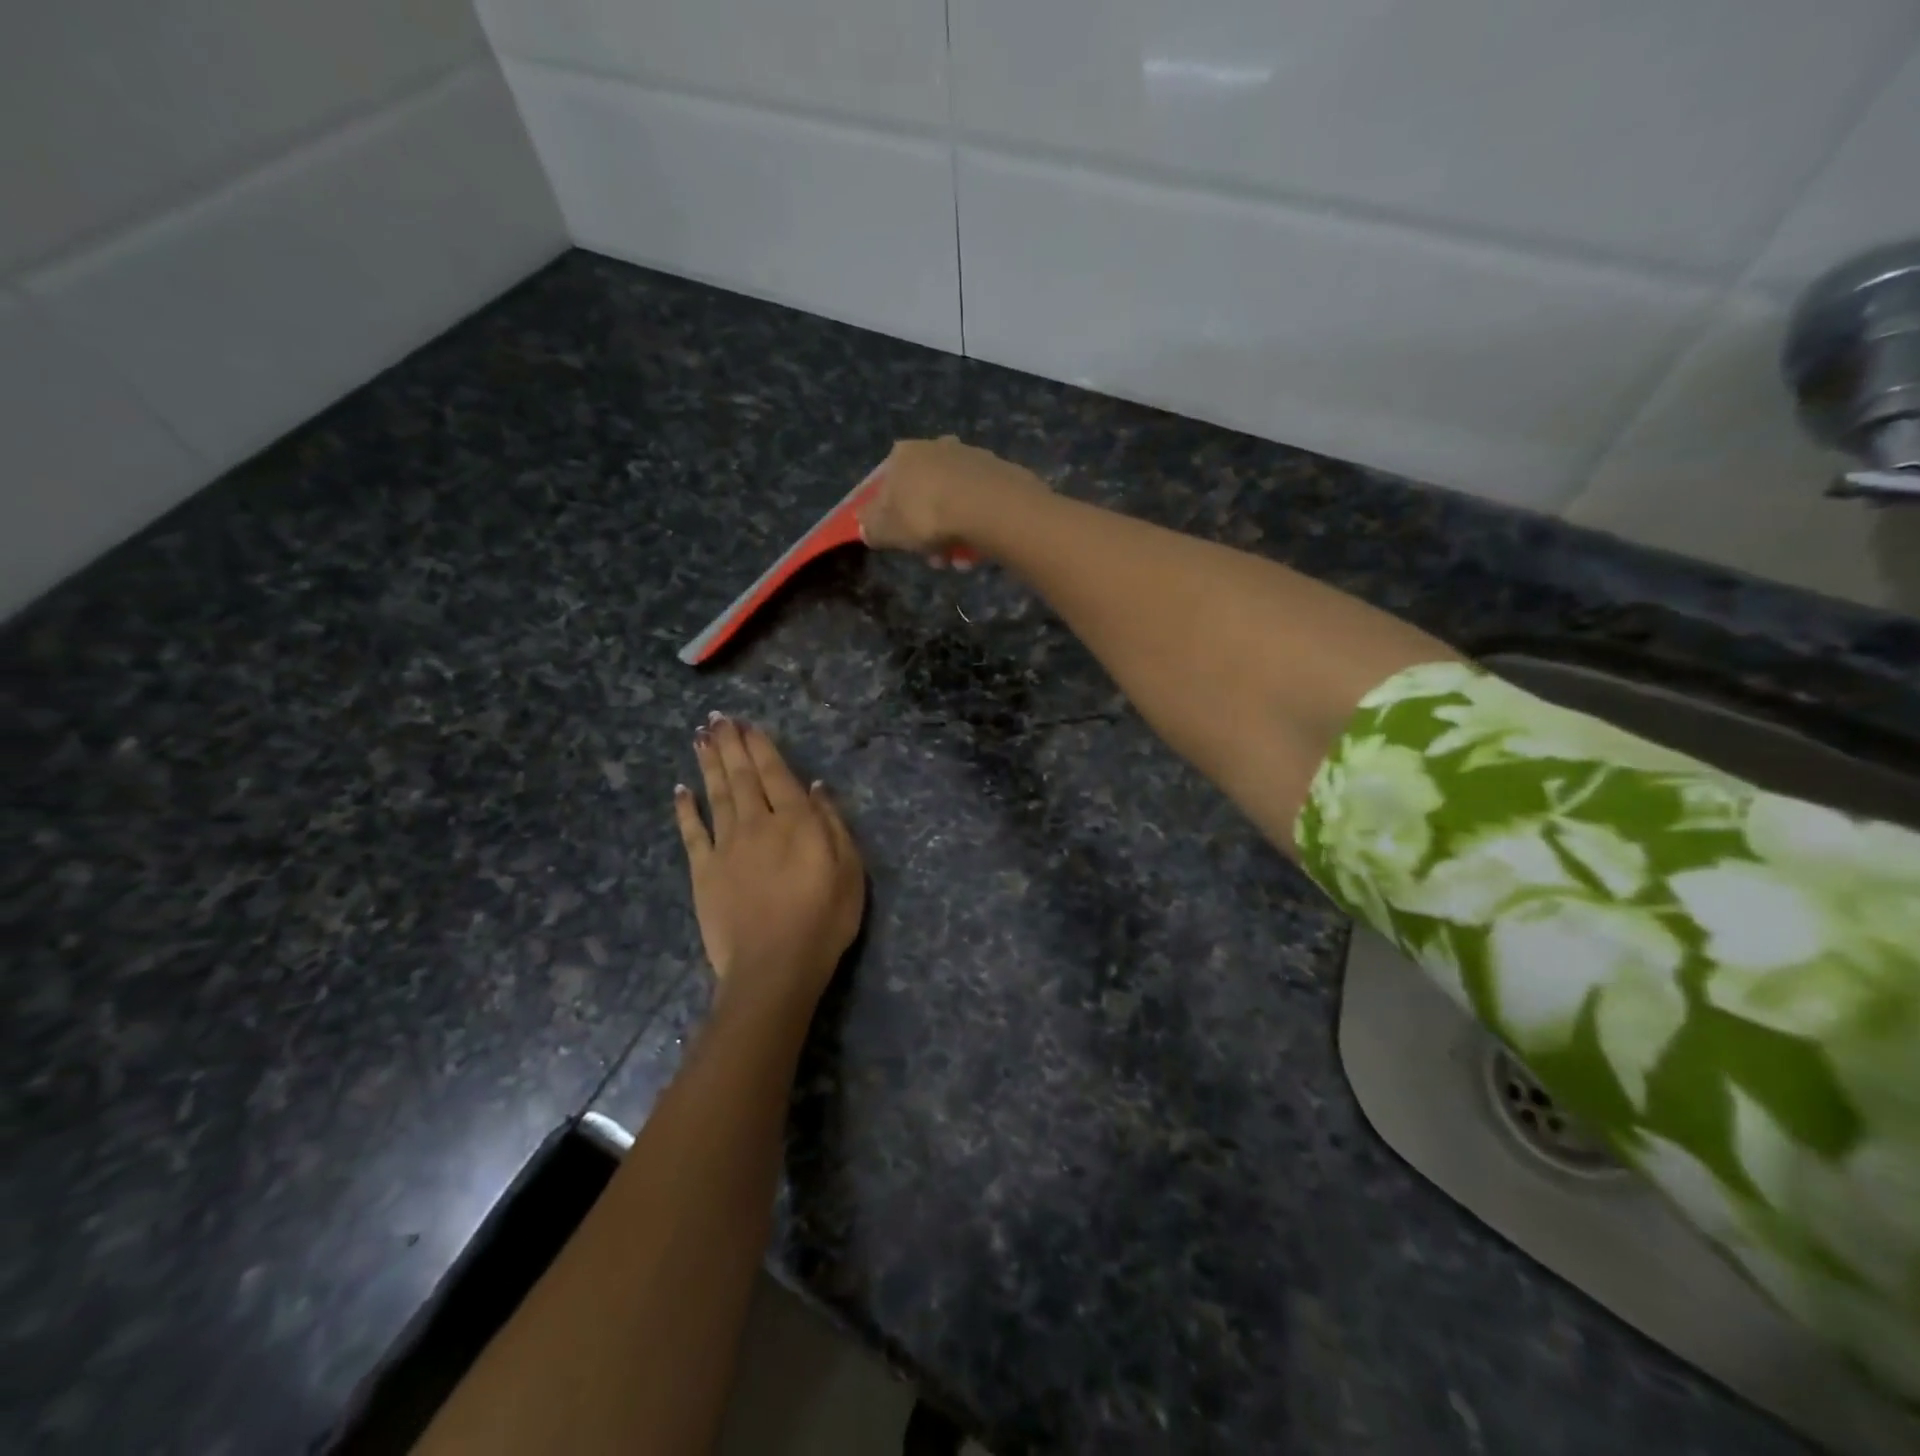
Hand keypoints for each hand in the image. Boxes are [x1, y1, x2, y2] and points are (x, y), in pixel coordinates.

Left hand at [674, 715, 864, 1018]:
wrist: (774, 966)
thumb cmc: (823, 919)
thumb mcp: (848, 870)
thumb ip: (832, 823)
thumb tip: (816, 787)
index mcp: (796, 821)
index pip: (776, 773)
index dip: (761, 746)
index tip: (747, 724)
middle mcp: (758, 823)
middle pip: (742, 776)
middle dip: (730, 744)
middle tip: (717, 718)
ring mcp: (726, 846)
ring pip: (716, 794)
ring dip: (708, 764)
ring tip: (700, 737)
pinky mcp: (704, 871)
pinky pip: (692, 832)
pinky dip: (686, 809)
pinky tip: (680, 789)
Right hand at [858, 437, 1046, 562]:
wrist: (988, 506)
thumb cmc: (927, 515)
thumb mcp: (886, 530)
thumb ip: (872, 529)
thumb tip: (867, 528)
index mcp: (902, 455)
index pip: (888, 487)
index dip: (892, 519)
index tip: (901, 543)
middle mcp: (935, 446)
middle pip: (923, 496)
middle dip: (927, 532)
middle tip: (934, 559)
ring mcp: (969, 457)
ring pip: (952, 504)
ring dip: (952, 535)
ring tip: (958, 561)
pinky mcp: (997, 472)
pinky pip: (977, 506)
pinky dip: (974, 527)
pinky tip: (977, 550)